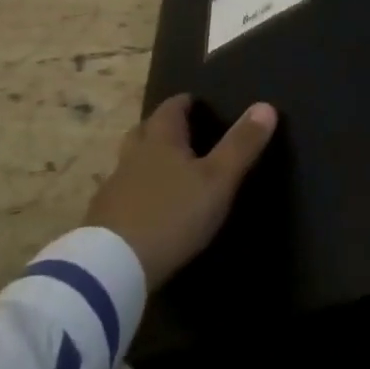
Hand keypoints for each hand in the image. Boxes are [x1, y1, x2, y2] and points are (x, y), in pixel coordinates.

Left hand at [85, 94, 276, 289]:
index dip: (187, 102)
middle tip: (186, 134)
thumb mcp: (217, 180)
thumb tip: (266, 106)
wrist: (113, 266)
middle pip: (147, 129)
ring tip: (171, 171)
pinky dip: (138, 190)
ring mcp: (115, 185)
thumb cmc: (172, 214)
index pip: (172, 107)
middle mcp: (134, 154)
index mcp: (161, 138)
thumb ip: (241, 145)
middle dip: (164, 127)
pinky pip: (124, 191)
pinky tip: (150, 207)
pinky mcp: (104, 216)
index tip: (201, 104)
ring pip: (132, 160)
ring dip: (149, 159)